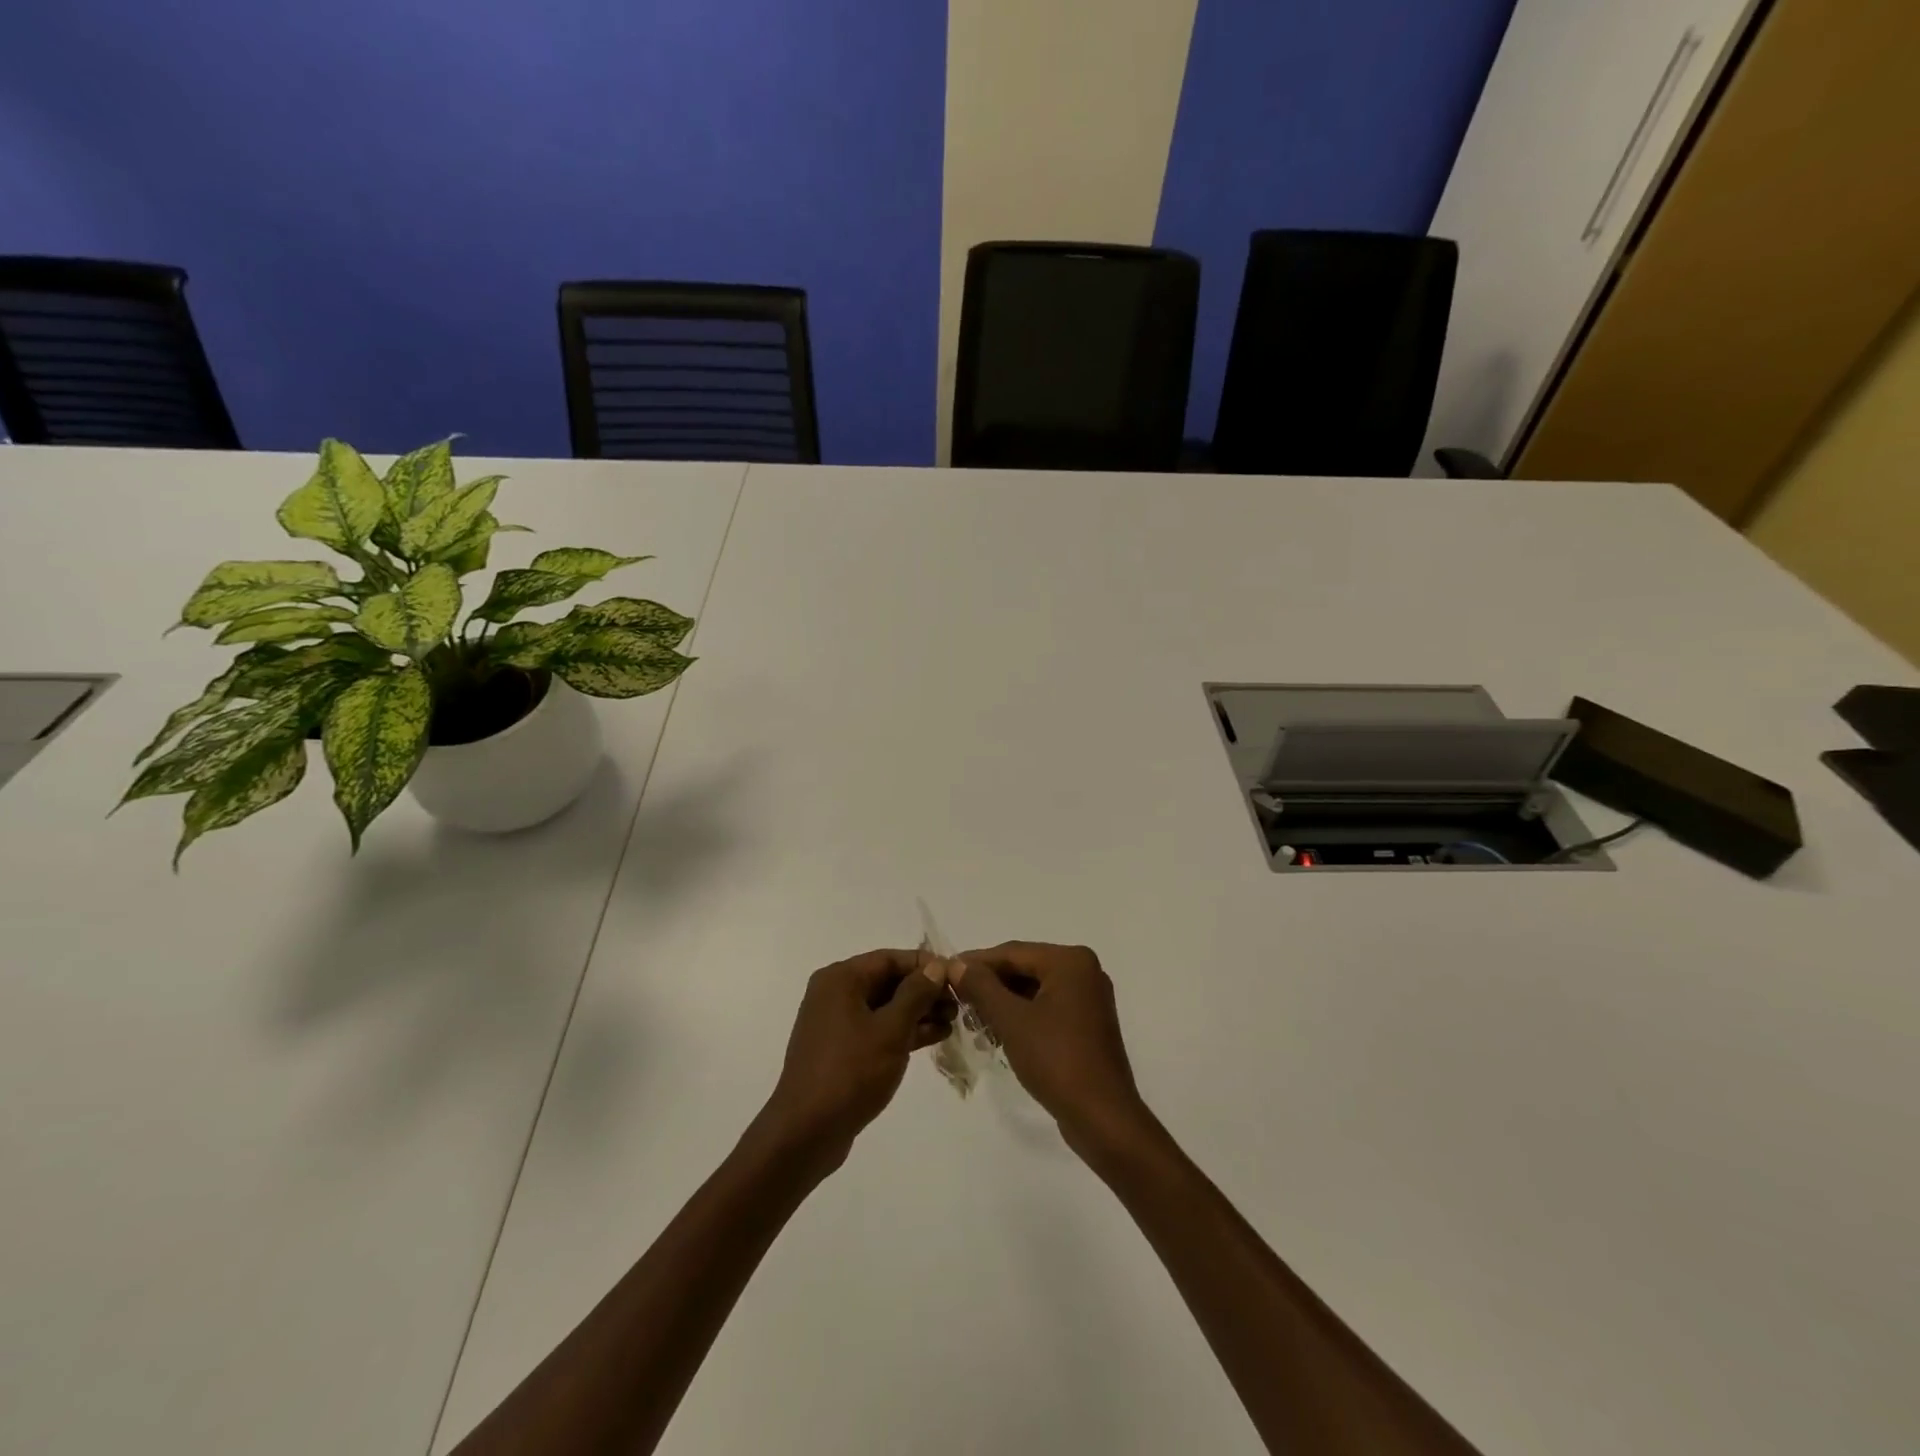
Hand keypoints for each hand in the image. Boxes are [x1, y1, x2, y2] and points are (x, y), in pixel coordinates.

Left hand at [754, 949, 954, 1173]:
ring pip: (885, 1007)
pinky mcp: (842, 1050)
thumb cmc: (850, 1072)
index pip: (890, 958)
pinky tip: (934, 1037)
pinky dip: (903, 1031)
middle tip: (959, 1003)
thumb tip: (936, 966)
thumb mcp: (890, 1029)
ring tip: (954, 1022)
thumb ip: (916, 993)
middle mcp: (835, 994)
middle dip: (924, 990)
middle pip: (888, 981)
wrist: (806, 1132)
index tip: (956, 977)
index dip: (925, 965)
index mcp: (841, 979)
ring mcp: (837, 1023)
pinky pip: (878, 1029)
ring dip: (918, 1012)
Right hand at [952, 942, 1151, 1161]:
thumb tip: (956, 965)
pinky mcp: (1087, 1024)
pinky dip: (1022, 1016)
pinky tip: (997, 1032)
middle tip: (956, 996)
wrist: (1102, 1117)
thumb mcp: (1012, 1020)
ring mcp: (1088, 999)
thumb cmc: (1056, 1059)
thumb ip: (982, 987)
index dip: (977, 962)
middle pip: (1025, 968)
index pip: (1013, 952)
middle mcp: (1084, 971)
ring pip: (1035, 990)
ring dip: (1003, 1002)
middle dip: (990, 984)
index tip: (945, 971)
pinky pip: (1047, 1008)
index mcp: (1071, 961)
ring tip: (971, 1017)